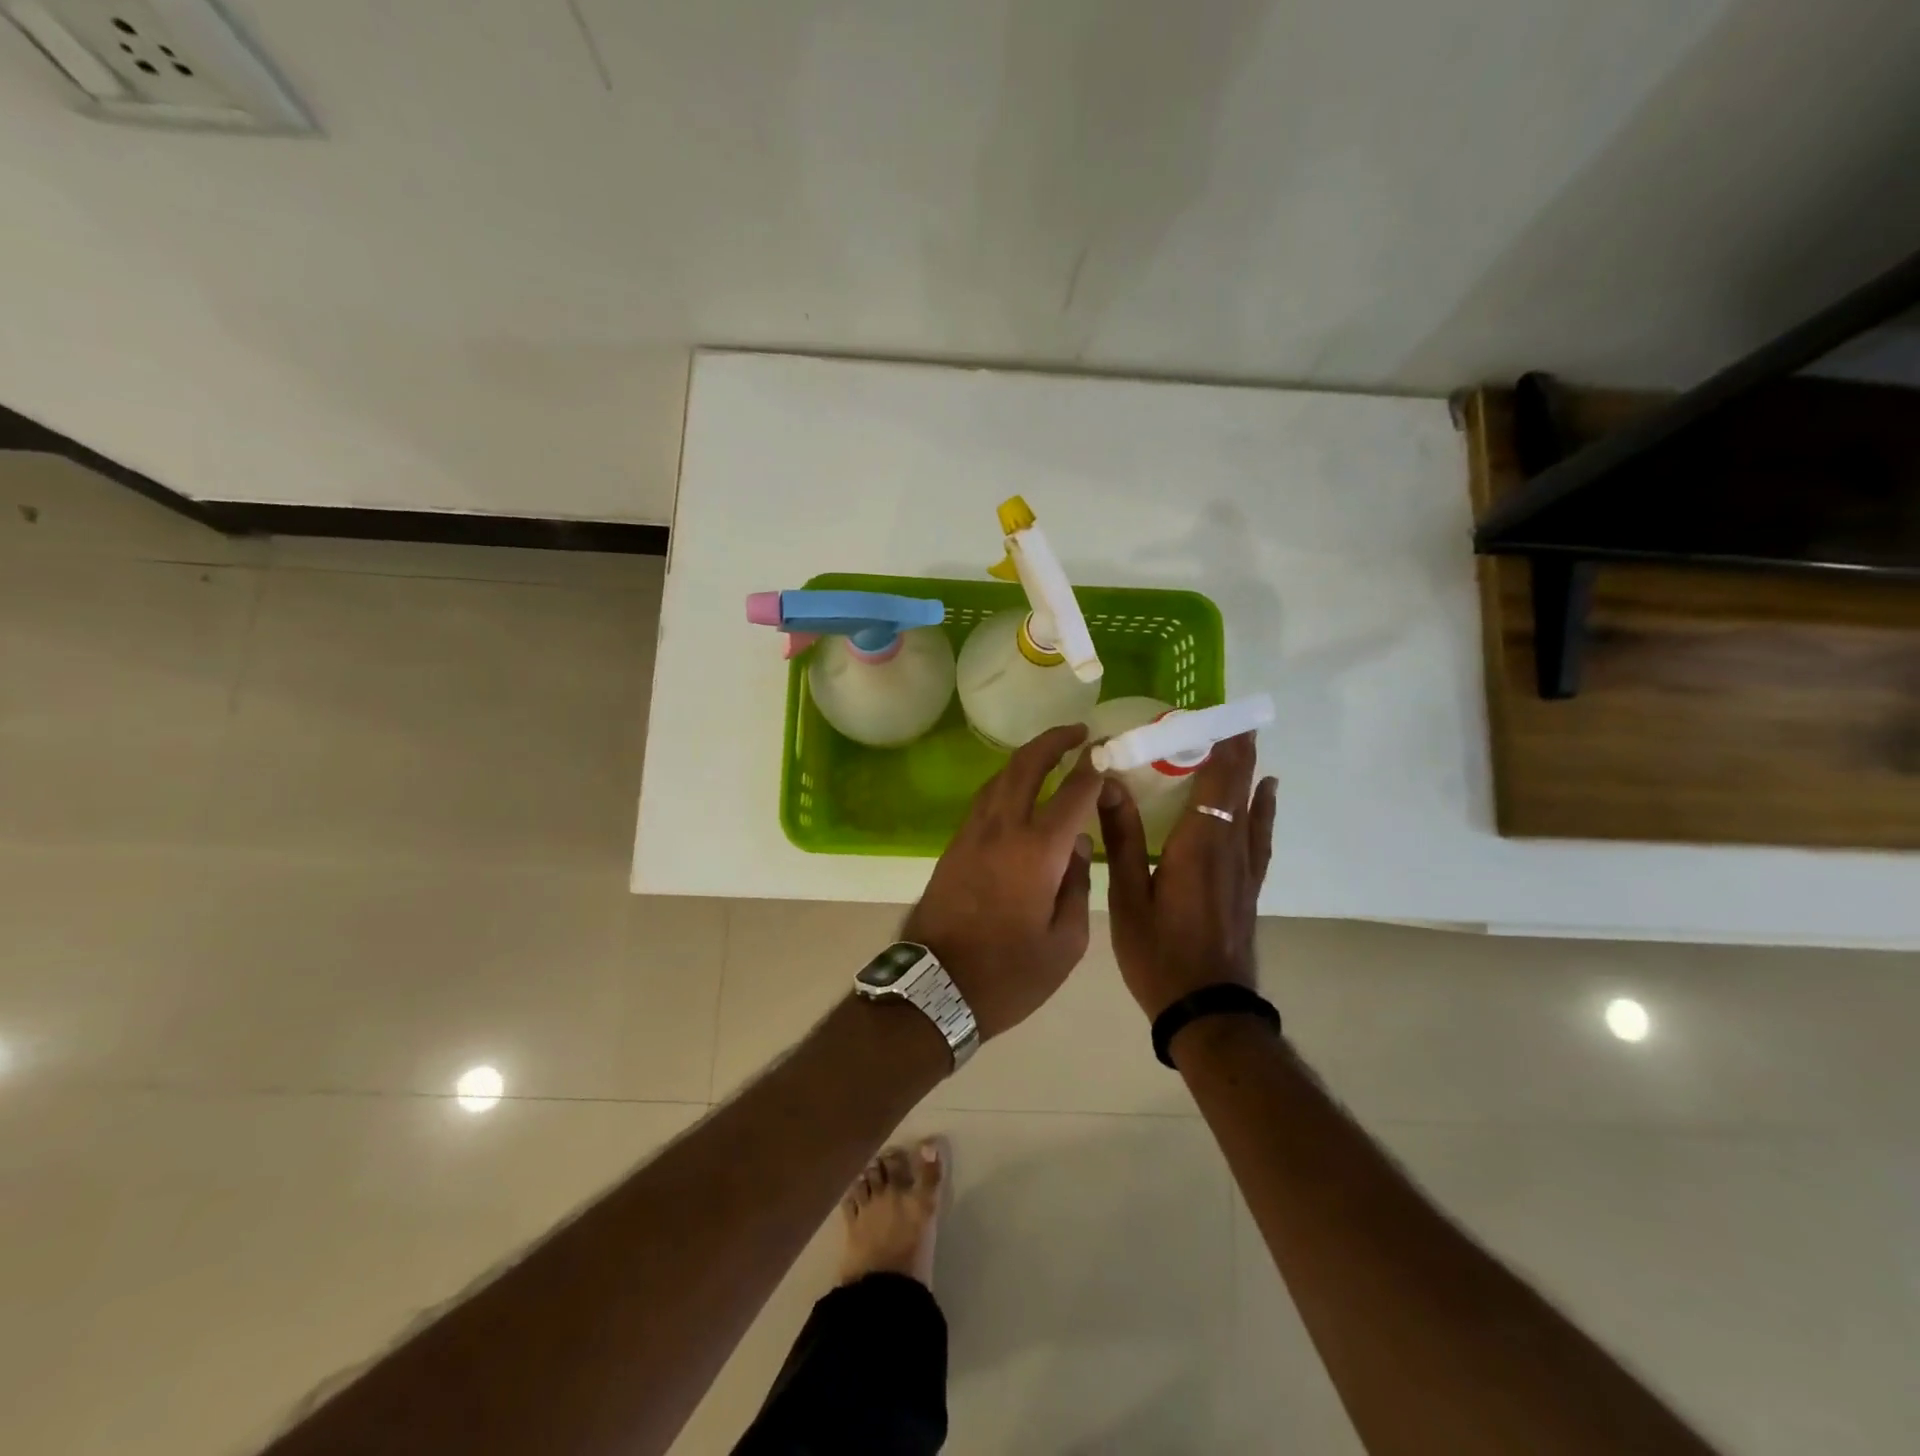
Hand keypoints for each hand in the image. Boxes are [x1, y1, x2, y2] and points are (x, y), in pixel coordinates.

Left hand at [902, 724, 1102, 1039]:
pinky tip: (1019, 791)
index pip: (1073, 793)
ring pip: (999, 777)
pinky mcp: (954, 846)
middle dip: (1054, 741)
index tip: (1108, 756)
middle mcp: (1002, 829)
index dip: (1094, 769)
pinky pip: (985, 799)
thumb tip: (1078, 846)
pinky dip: (1007, 782)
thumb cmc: (1009, 975)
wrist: (935, 987)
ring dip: (1026, 758)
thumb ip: (1078, 886)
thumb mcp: (1065, 944)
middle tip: (1079, 732)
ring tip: (1051, 754)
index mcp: (1037, 851)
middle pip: (1026, 766)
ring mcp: (972, 834)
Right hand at [1098, 733, 1277, 1019]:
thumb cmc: (1159, 954)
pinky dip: (1263, 807)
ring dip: (1249, 771)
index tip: (1218, 713)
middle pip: (1238, 787)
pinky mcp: (1248, 887)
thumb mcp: (1127, 898)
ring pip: (1252, 806)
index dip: (1219, 745)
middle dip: (1237, 749)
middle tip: (1232, 716)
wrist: (1207, 1010)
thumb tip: (1109, 784)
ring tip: (1246, 741)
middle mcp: (1227, 848)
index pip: (1215, 780)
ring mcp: (1243, 869)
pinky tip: (1267, 795)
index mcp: (1197, 845)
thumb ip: (1122, 838)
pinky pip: (1259, 833)